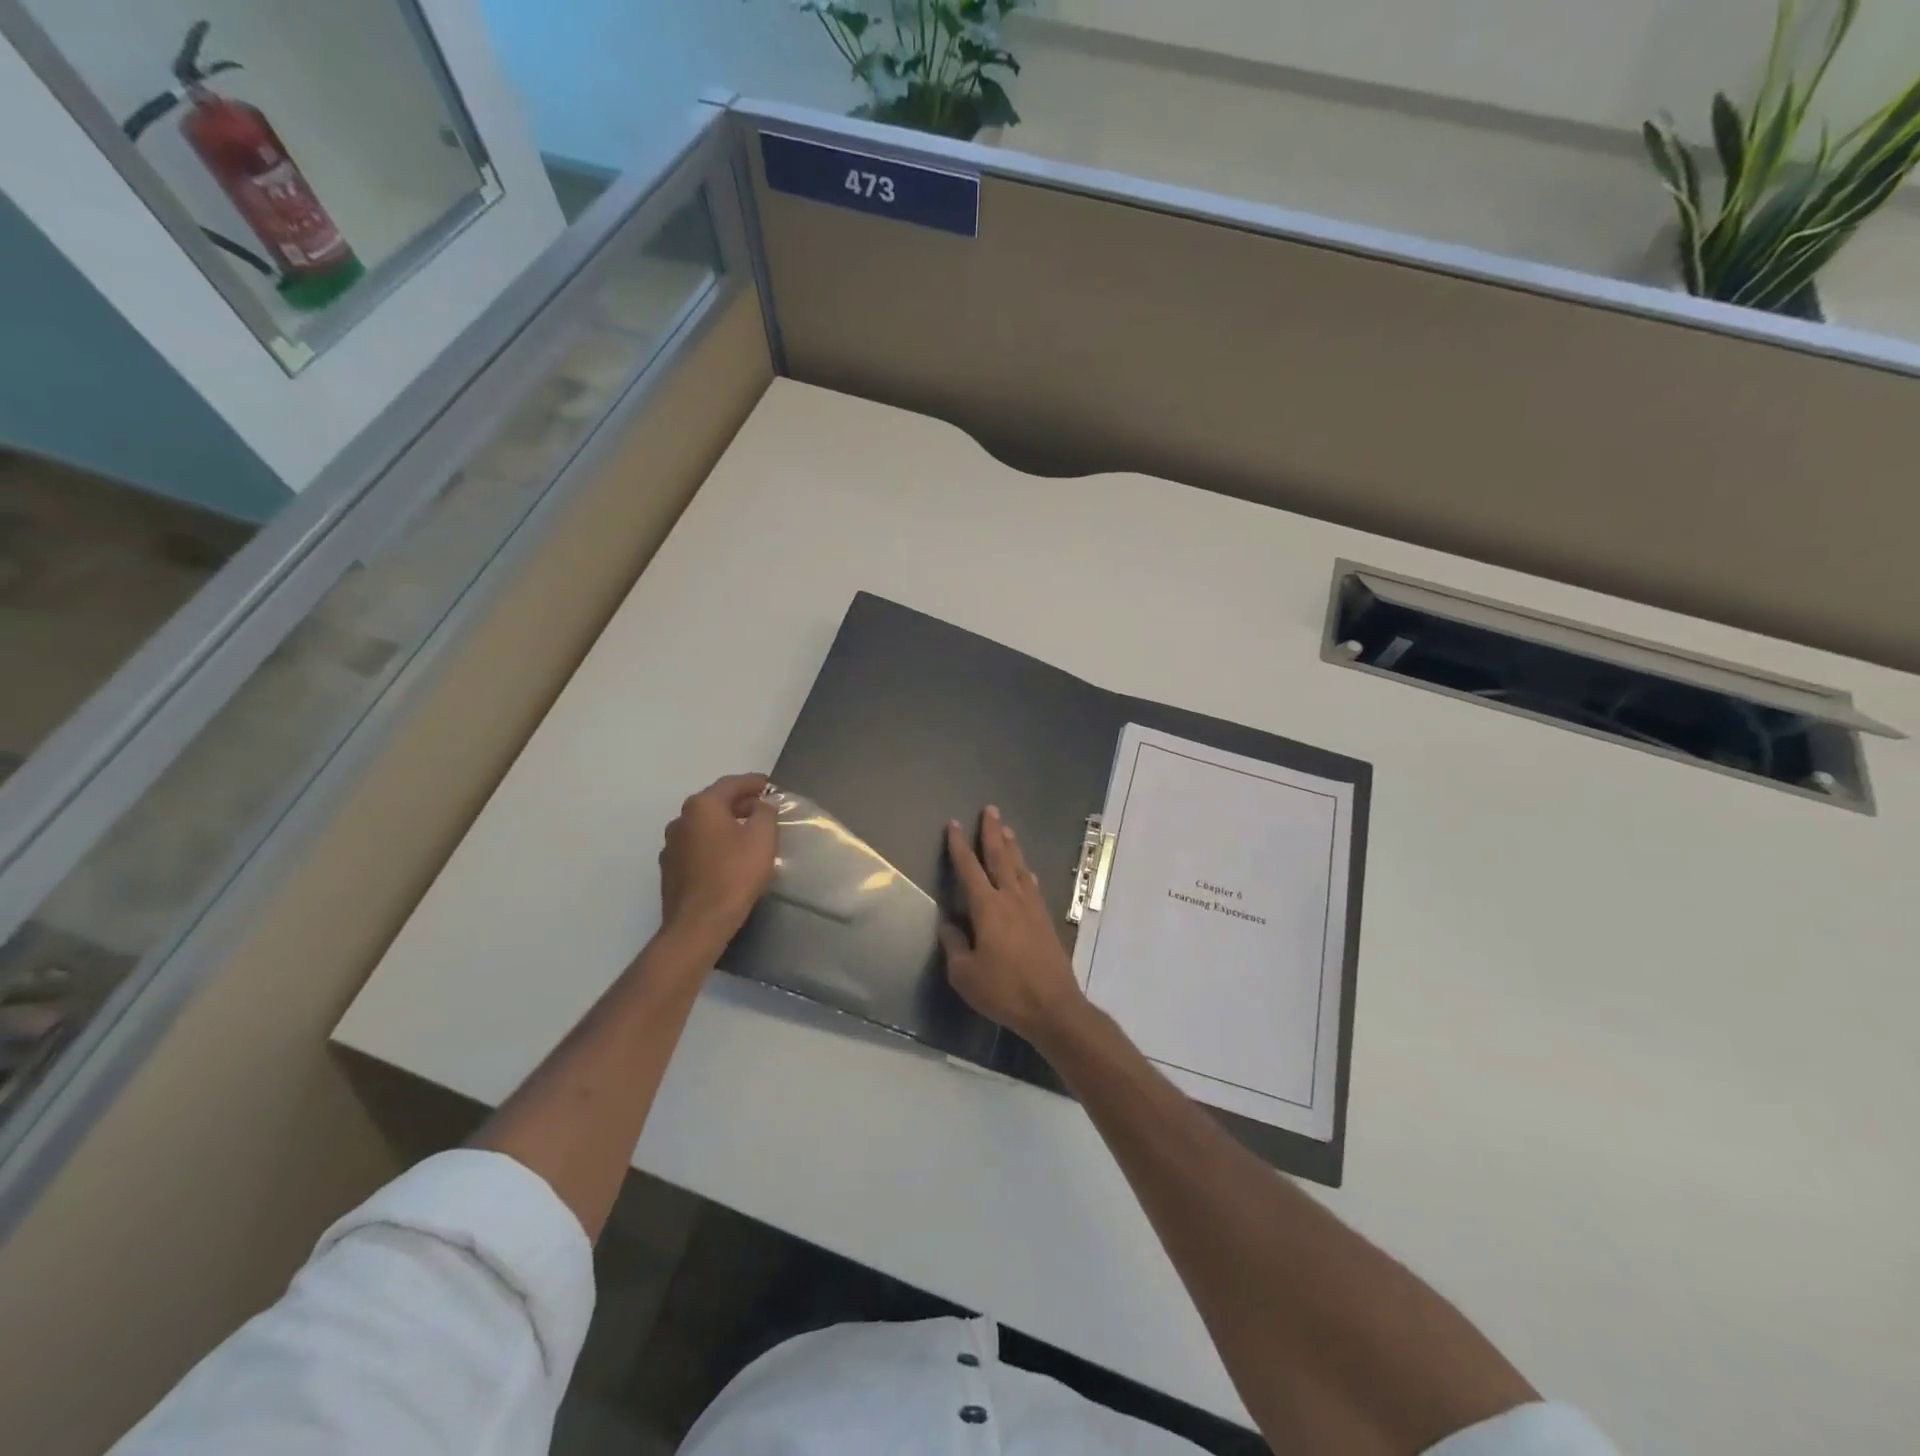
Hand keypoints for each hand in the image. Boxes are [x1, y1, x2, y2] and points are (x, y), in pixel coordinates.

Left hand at [659, 773, 777, 948]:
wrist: (699, 923)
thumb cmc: (735, 874)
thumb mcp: (762, 837)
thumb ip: (765, 812)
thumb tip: (762, 803)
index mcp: (702, 806)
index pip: (731, 784)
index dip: (753, 782)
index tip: (770, 785)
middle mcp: (681, 820)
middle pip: (714, 803)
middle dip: (740, 803)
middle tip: (763, 809)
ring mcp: (671, 845)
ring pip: (703, 825)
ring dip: (725, 824)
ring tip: (747, 832)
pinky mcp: (670, 869)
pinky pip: (696, 846)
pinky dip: (713, 843)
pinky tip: (727, 857)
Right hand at [940, 806, 1088, 1043]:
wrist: (1052, 1007)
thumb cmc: (1004, 991)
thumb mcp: (965, 974)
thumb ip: (954, 945)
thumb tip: (947, 925)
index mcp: (987, 908)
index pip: (969, 869)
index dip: (959, 845)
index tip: (953, 824)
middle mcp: (1011, 899)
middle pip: (1000, 857)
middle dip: (992, 832)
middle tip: (990, 809)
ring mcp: (1032, 908)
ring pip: (1019, 868)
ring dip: (1011, 847)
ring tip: (1007, 829)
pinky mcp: (1045, 920)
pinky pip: (1032, 886)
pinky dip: (1026, 872)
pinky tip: (1026, 871)